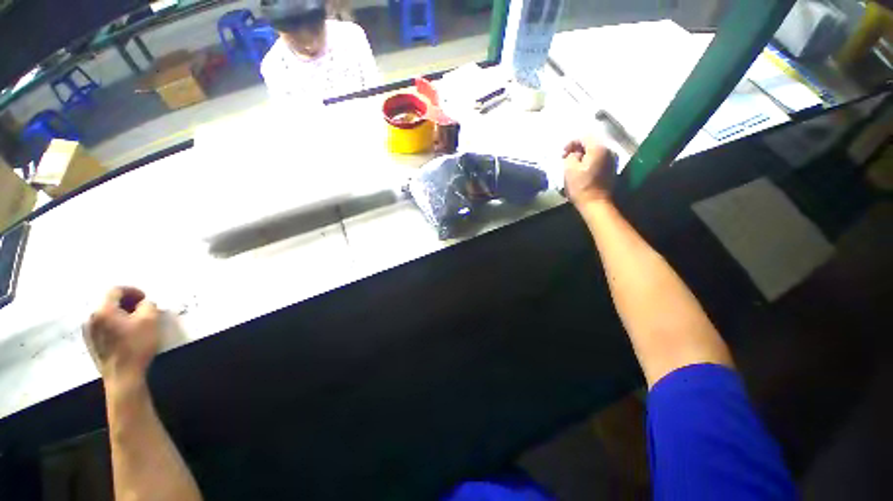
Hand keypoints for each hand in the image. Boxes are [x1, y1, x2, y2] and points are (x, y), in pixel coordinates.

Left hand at [87, 287, 159, 386]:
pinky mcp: (91, 343)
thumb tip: (144, 303)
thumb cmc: (137, 345)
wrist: (123, 376)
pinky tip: (125, 333)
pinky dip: (114, 324)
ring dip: (120, 314)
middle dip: (126, 302)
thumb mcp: (151, 320)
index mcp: (103, 310)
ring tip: (135, 321)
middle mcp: (91, 317)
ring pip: (105, 314)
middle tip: (142, 309)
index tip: (145, 298)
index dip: (132, 290)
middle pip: (108, 302)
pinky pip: (103, 326)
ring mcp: (89, 332)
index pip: (116, 290)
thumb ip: (148, 305)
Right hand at [563, 138, 616, 205]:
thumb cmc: (581, 186)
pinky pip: (599, 158)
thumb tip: (574, 154)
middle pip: (591, 143)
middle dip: (577, 148)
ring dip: (583, 155)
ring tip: (573, 164)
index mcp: (598, 148)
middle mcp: (608, 150)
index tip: (562, 153)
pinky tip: (582, 169)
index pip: (584, 137)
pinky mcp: (611, 168)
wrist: (595, 203)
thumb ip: (570, 156)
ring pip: (595, 151)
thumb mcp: (569, 169)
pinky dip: (589, 160)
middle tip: (566, 158)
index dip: (570, 143)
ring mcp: (612, 160)